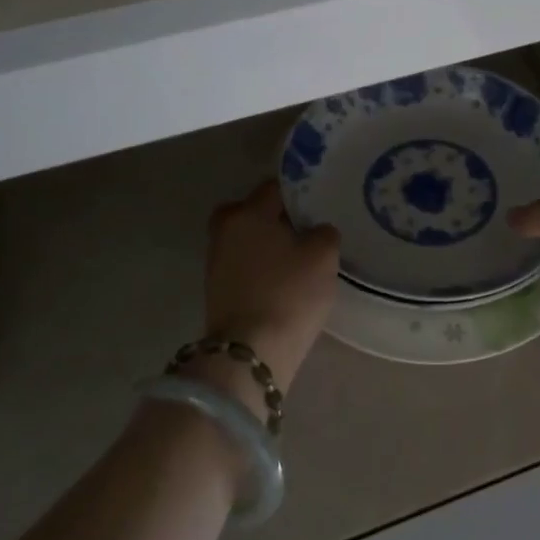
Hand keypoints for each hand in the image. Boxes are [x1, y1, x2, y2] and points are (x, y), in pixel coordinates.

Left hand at [201, 181, 339, 396]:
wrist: (251, 351)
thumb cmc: (289, 293)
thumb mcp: (323, 255)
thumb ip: (323, 232)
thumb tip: (316, 231)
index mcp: (247, 212)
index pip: (275, 187)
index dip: (299, 192)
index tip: (318, 202)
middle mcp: (224, 230)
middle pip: (254, 212)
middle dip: (276, 218)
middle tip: (304, 230)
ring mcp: (215, 261)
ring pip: (247, 240)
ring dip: (267, 244)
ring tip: (297, 258)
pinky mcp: (216, 290)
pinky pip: (243, 265)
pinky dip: (260, 267)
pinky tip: (282, 280)